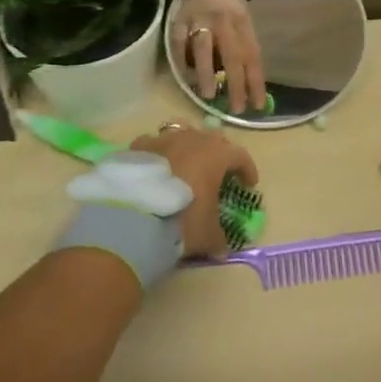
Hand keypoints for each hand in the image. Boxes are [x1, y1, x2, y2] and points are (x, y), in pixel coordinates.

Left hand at [130, 127, 258, 256]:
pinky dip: (158, 153)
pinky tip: (154, 169)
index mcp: (216, 155)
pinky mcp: (137, 147)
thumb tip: (222, 248)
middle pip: (213, 139)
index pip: (240, 156)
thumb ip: (218, 238)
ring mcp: (163, 139)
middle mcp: (192, 139)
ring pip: (183, 134)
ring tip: (184, 165)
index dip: (247, 169)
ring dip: (188, 148)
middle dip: (218, 154)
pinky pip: (153, 144)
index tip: (249, 184)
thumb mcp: (207, 235)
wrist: (131, 218)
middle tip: (217, 173)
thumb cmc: (181, 220)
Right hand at [171, 0, 266, 113]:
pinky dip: (181, 61)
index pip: (252, 55)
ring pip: (204, 48)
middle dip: (236, 84)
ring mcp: (199, 18)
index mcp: (243, 21)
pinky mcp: (178, 19)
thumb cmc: (226, 4)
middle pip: (232, 55)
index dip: (256, 81)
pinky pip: (179, 43)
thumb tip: (247, 83)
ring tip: (210, 96)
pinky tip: (185, 78)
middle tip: (236, 109)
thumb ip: (244, 45)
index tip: (257, 106)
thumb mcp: (242, 19)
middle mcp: (224, 20)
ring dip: (207, 73)